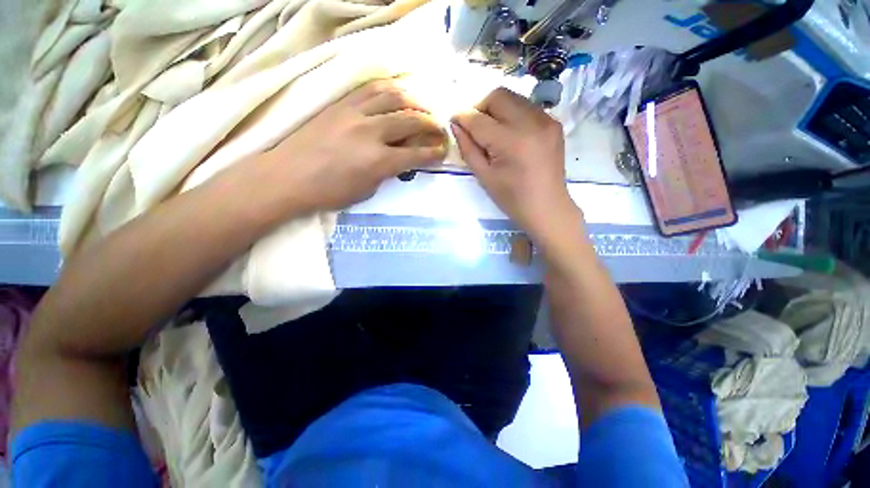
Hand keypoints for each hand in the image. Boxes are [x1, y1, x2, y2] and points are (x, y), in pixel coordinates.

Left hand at [263, 79, 447, 210]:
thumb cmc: (329, 192)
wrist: (288, 176)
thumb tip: (399, 159)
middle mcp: (371, 133)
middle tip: (439, 128)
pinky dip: (390, 89)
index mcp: (378, 161)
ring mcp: (354, 114)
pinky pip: (370, 89)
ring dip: (414, 101)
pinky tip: (397, 94)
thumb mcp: (367, 191)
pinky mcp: (340, 104)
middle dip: (431, 124)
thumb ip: (387, 172)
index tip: (443, 151)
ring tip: (423, 107)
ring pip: (393, 97)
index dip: (433, 152)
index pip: (416, 154)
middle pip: (411, 120)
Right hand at [450, 88, 578, 238]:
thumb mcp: (484, 177)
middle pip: (498, 96)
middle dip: (480, 107)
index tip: (453, 120)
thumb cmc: (512, 199)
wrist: (547, 207)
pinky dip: (512, 114)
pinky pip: (526, 107)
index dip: (462, 116)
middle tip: (474, 126)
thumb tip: (456, 125)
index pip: (479, 119)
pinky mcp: (554, 123)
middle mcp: (531, 123)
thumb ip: (468, 148)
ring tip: (491, 130)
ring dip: (496, 109)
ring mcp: (546, 120)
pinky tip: (510, 134)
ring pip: (513, 97)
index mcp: (511, 142)